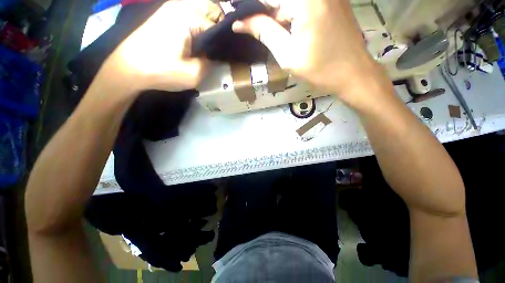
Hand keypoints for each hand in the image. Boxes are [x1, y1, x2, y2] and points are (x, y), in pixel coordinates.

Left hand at [99, 0, 223, 93]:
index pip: (218, 25)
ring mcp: (171, 8)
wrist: (128, 68)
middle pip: (212, 9)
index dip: (226, 40)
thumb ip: (210, 64)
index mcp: (189, 17)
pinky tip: (197, 41)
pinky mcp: (166, 15)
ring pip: (201, 10)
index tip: (229, 53)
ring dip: (209, 25)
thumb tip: (214, 57)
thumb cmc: (160, 70)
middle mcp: (181, 6)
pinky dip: (198, 25)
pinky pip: (190, 14)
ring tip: (210, 46)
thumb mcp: (193, 75)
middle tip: (219, 48)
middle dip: (219, 26)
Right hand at [232, 0, 390, 106]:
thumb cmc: (319, 69)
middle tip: (254, 27)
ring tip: (276, 33)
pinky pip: (305, 3)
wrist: (353, 74)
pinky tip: (290, 28)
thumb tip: (239, 23)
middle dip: (266, 12)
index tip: (241, 21)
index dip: (251, 9)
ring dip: (279, 13)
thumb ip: (263, 32)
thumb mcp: (287, 54)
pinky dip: (292, 12)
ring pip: (291, 1)